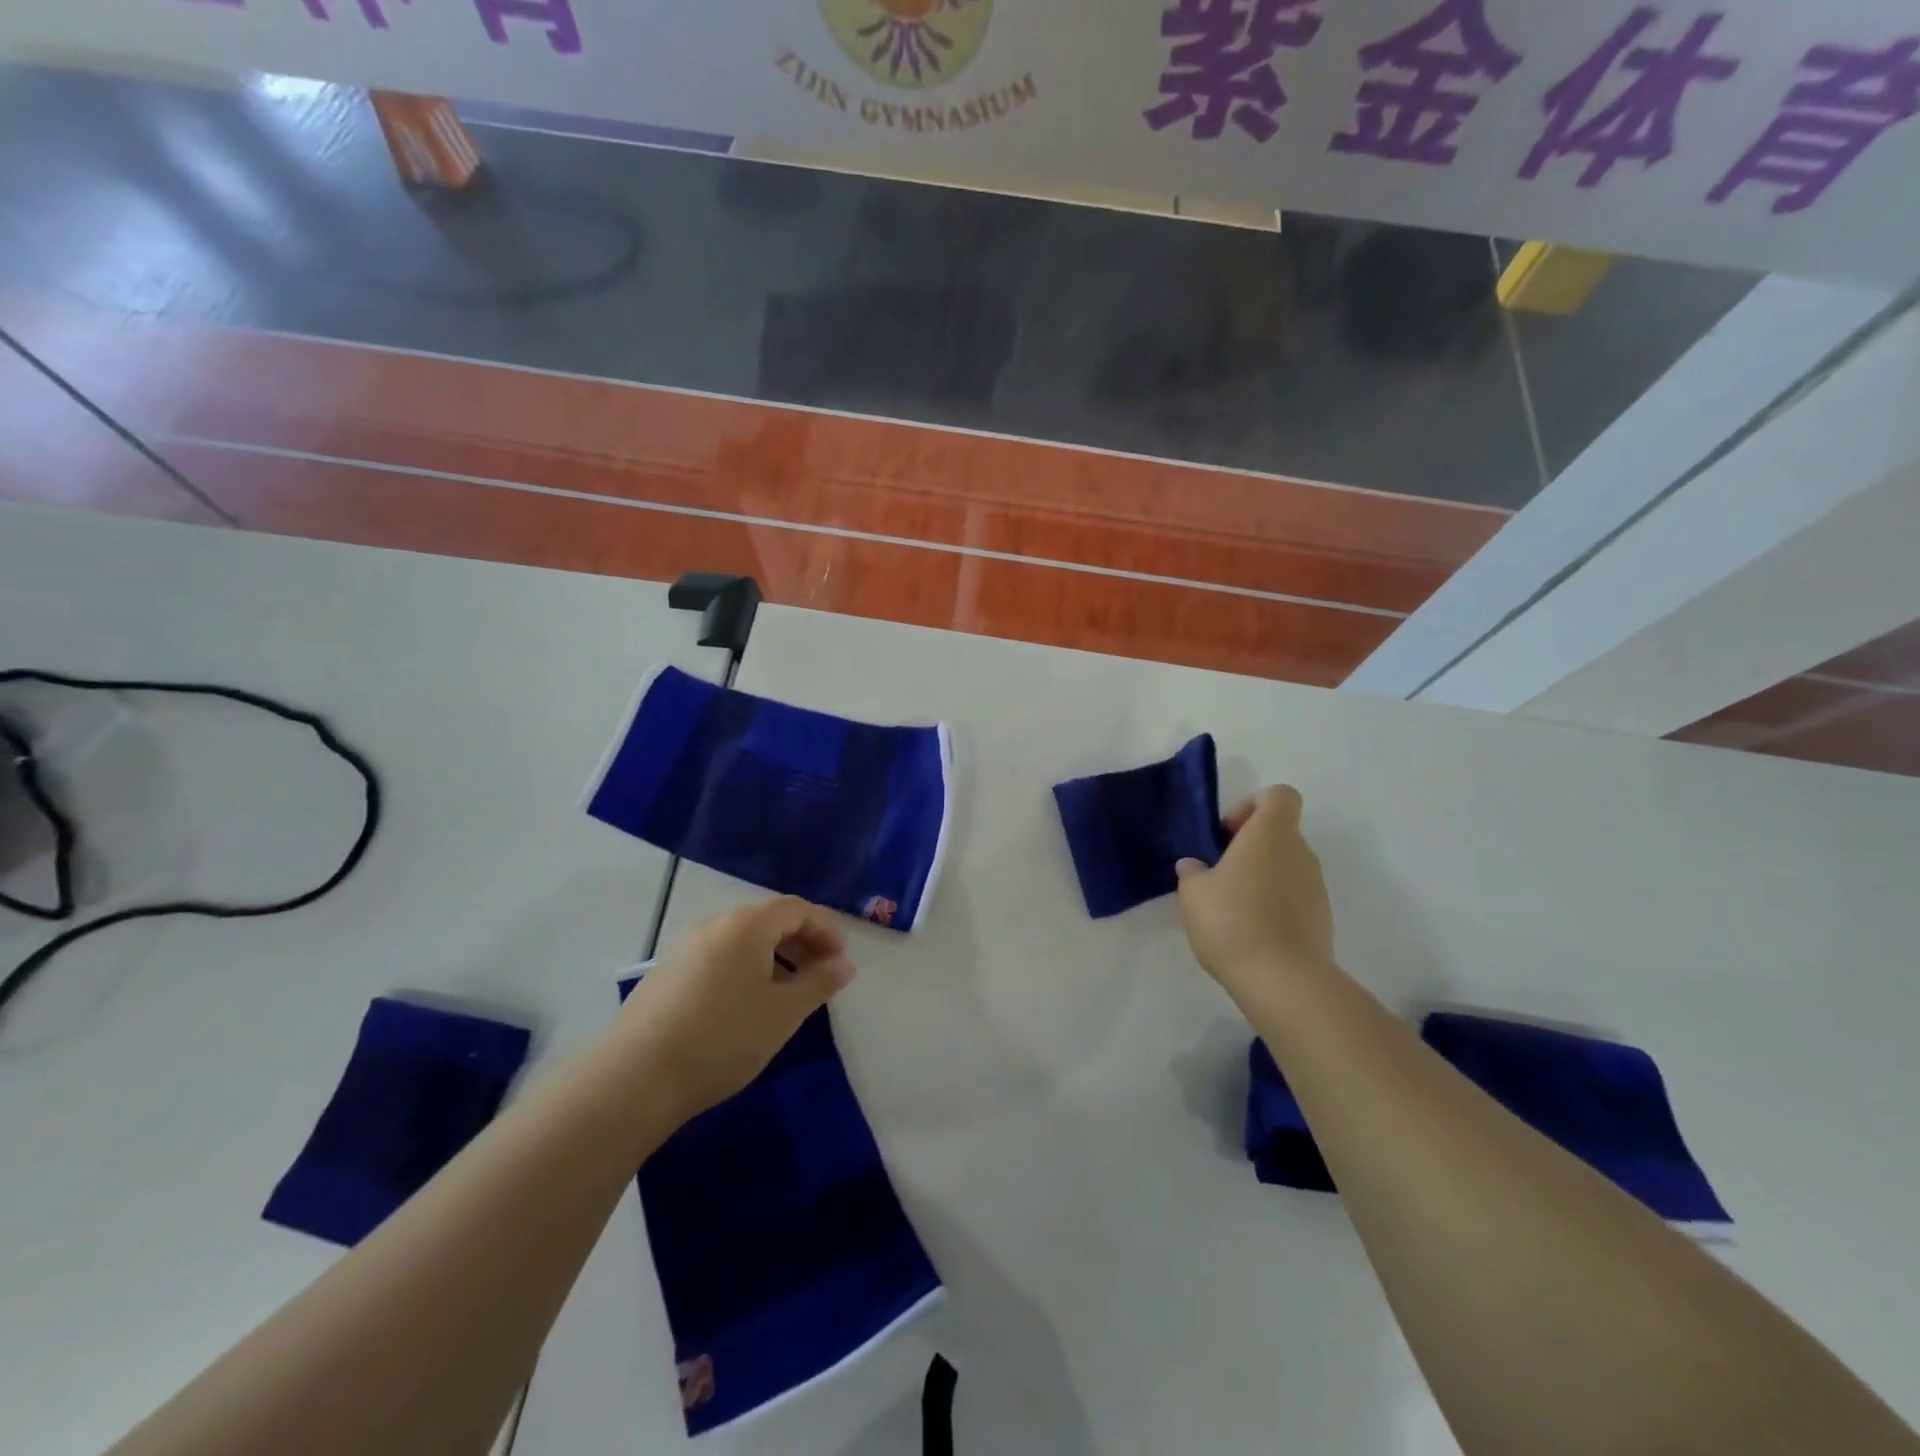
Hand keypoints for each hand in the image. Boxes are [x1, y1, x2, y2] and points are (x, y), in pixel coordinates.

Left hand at [615, 897, 855, 1124]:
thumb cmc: (723, 1037)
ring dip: (773, 959)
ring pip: (741, 942)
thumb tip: (844, 964)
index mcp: (746, 925)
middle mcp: (714, 925)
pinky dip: (744, 971)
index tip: (841, 962)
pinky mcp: (665, 974)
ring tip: (786, 996)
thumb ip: (819, 983)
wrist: (634, 1078)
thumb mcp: (784, 1013)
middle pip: (768, 921)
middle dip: (801, 944)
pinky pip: (718, 959)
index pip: (797, 909)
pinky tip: (744, 1008)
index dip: (826, 930)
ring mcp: (684, 948)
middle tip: (820, 978)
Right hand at [1175, 785, 1334, 1008]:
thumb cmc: (1232, 920)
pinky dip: (1274, 904)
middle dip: (1249, 846)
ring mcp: (1316, 887)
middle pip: (1280, 832)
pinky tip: (1249, 930)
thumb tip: (1195, 866)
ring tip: (1230, 907)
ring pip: (1286, 866)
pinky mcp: (1321, 919)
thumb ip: (1192, 872)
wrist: (1283, 980)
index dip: (1252, 804)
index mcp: (1271, 834)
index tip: (1227, 832)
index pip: (1279, 795)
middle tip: (1219, 872)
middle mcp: (1300, 852)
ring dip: (1261, 876)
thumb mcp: (1193, 893)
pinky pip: (1294, 897)